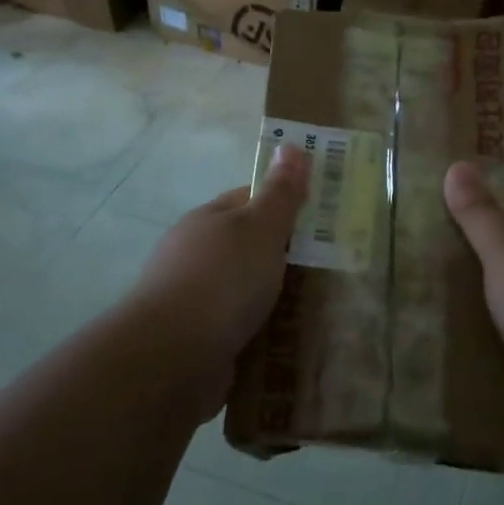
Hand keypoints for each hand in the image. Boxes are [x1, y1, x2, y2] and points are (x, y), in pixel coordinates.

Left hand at [134, 145, 309, 414]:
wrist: (171, 358)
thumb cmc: (222, 280)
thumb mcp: (260, 227)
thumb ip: (280, 192)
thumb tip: (291, 145)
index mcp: (208, 220)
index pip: (250, 199)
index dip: (285, 202)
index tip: (323, 215)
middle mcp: (196, 256)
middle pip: (249, 247)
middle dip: (286, 255)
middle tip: (332, 264)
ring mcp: (194, 300)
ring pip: (246, 291)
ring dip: (276, 298)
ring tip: (319, 306)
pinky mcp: (199, 341)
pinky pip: (240, 328)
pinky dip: (263, 332)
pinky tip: (289, 340)